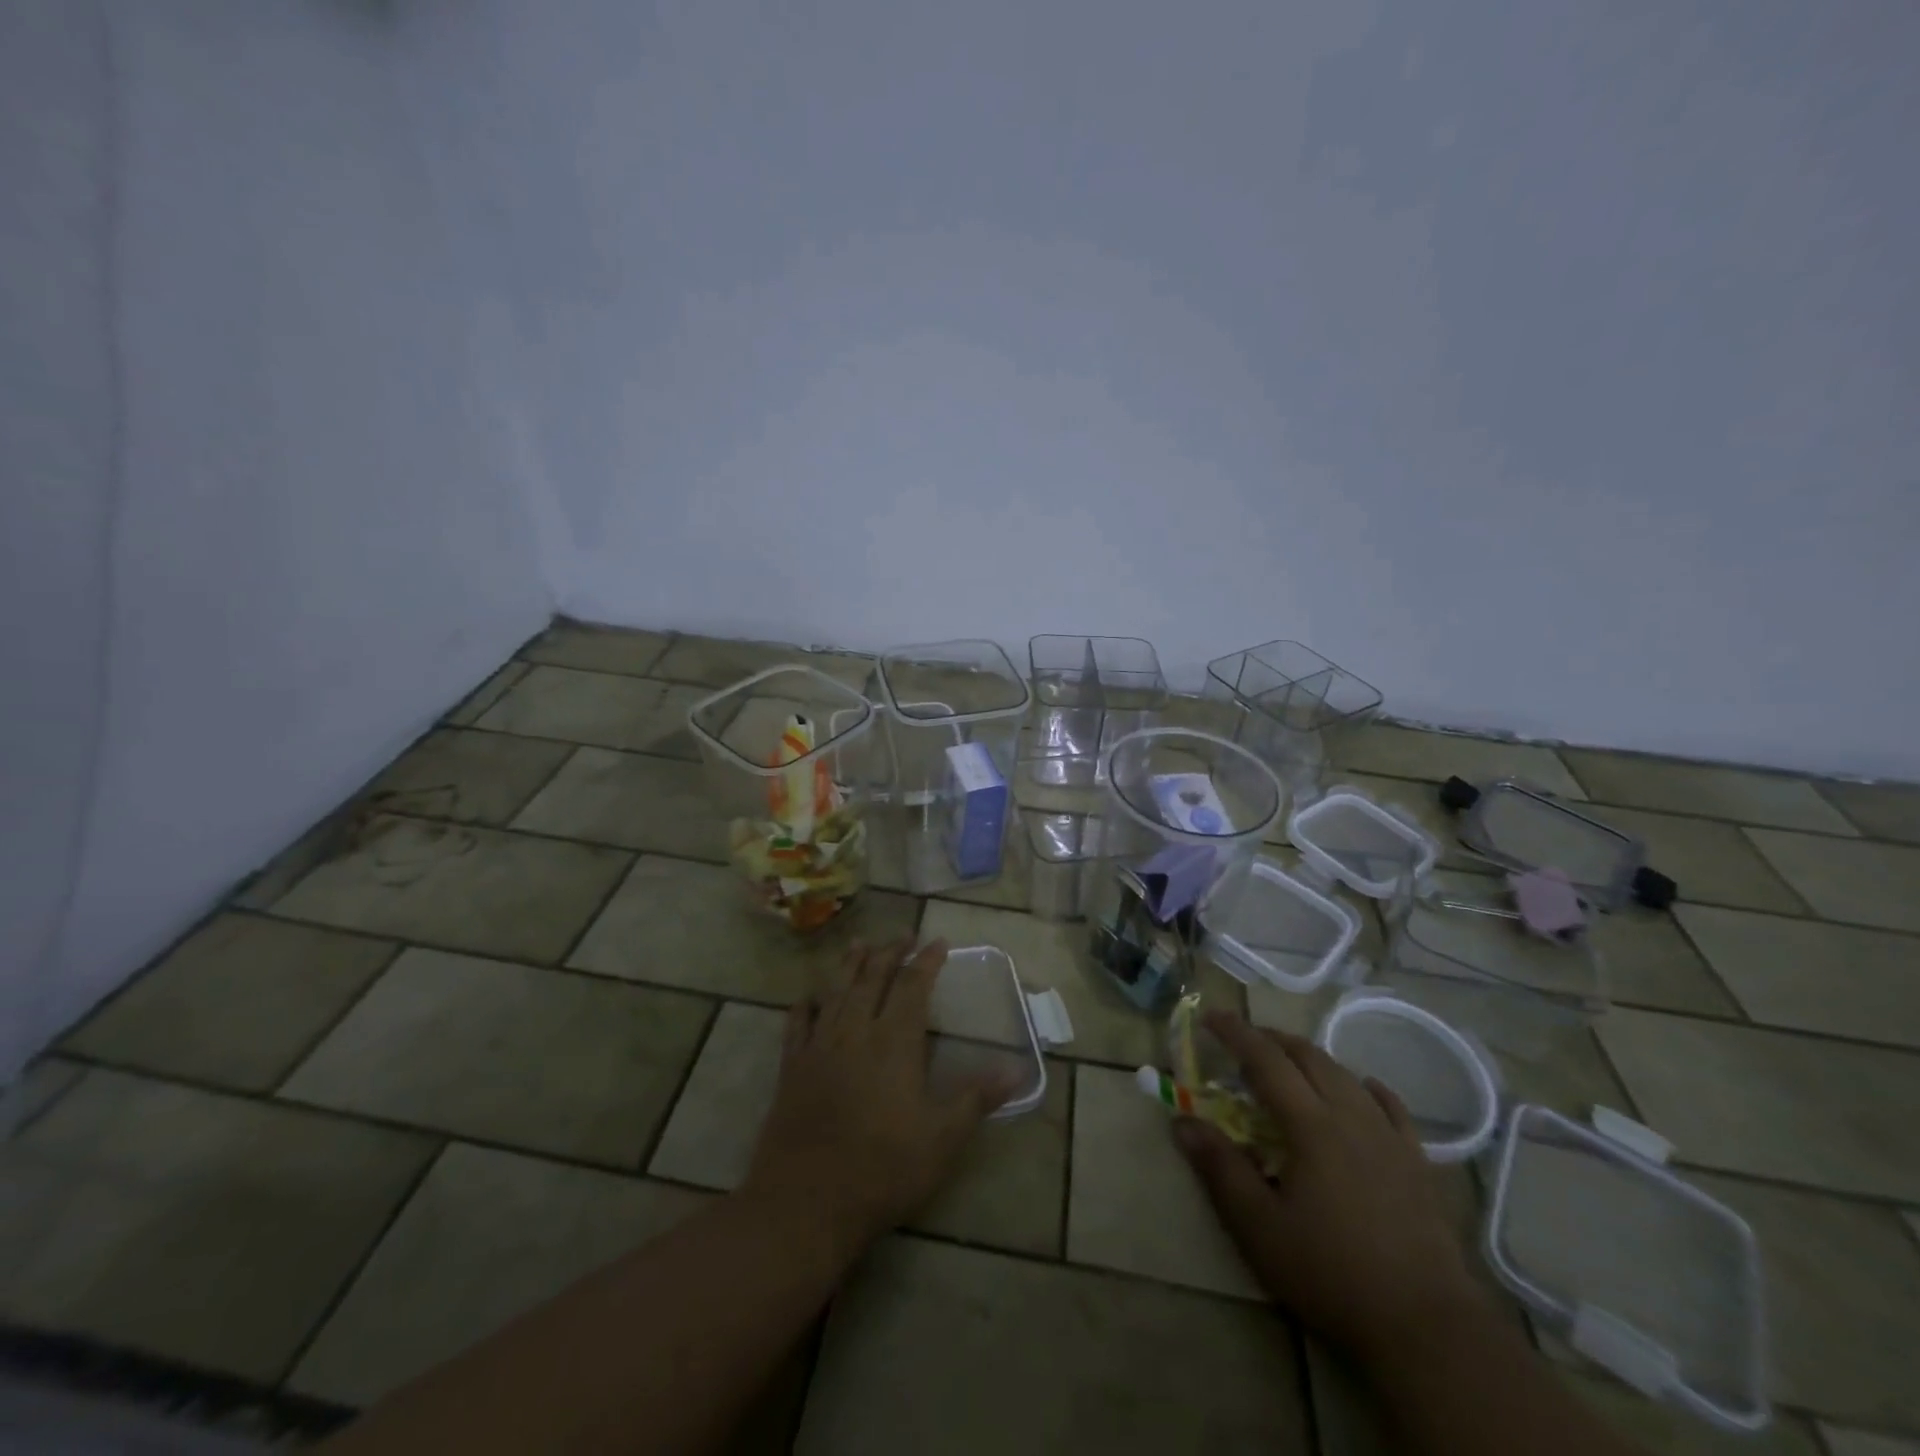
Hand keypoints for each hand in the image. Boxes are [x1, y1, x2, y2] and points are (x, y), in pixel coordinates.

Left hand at [742, 938, 1012, 1259]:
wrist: (805, 1201)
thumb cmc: (882, 1169)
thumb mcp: (942, 1139)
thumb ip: (977, 1097)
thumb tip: (1018, 1067)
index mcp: (894, 1042)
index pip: (913, 987)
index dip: (927, 961)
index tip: (938, 942)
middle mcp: (855, 1032)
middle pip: (872, 978)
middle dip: (890, 952)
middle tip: (903, 936)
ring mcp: (819, 1048)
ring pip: (837, 992)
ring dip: (850, 965)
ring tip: (860, 944)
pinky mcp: (791, 1068)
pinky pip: (797, 1024)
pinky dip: (806, 1004)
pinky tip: (810, 996)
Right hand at [1175, 1011, 1490, 1362]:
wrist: (1428, 1328)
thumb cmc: (1332, 1274)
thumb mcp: (1259, 1227)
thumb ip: (1220, 1168)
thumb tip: (1181, 1121)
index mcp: (1311, 1125)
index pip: (1266, 1060)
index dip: (1235, 1033)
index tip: (1209, 1016)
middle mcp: (1351, 1116)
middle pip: (1307, 1057)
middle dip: (1271, 1039)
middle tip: (1242, 1041)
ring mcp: (1390, 1137)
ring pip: (1346, 1075)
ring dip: (1310, 1058)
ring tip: (1288, 1064)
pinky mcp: (1417, 1163)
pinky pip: (1391, 1106)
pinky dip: (1364, 1087)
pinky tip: (1361, 1091)